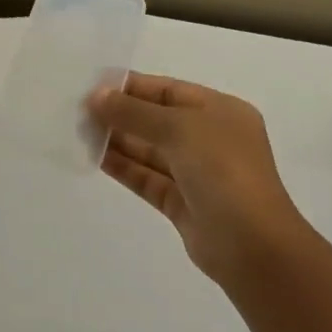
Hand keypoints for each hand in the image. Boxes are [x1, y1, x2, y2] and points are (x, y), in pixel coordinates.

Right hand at [89, 73, 314, 289]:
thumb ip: (135, 112)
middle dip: (122, 114)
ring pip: (151, 151)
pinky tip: (96, 158)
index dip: (132, 87)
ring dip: (118, 141)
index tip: (93, 88)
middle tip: (79, 112)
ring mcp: (197, 174)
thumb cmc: (223, 170)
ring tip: (80, 132)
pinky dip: (124, 168)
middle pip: (158, 120)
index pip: (170, 90)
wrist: (252, 244)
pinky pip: (148, 178)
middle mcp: (210, 139)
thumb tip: (96, 97)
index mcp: (221, 111)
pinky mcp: (183, 204)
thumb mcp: (180, 128)